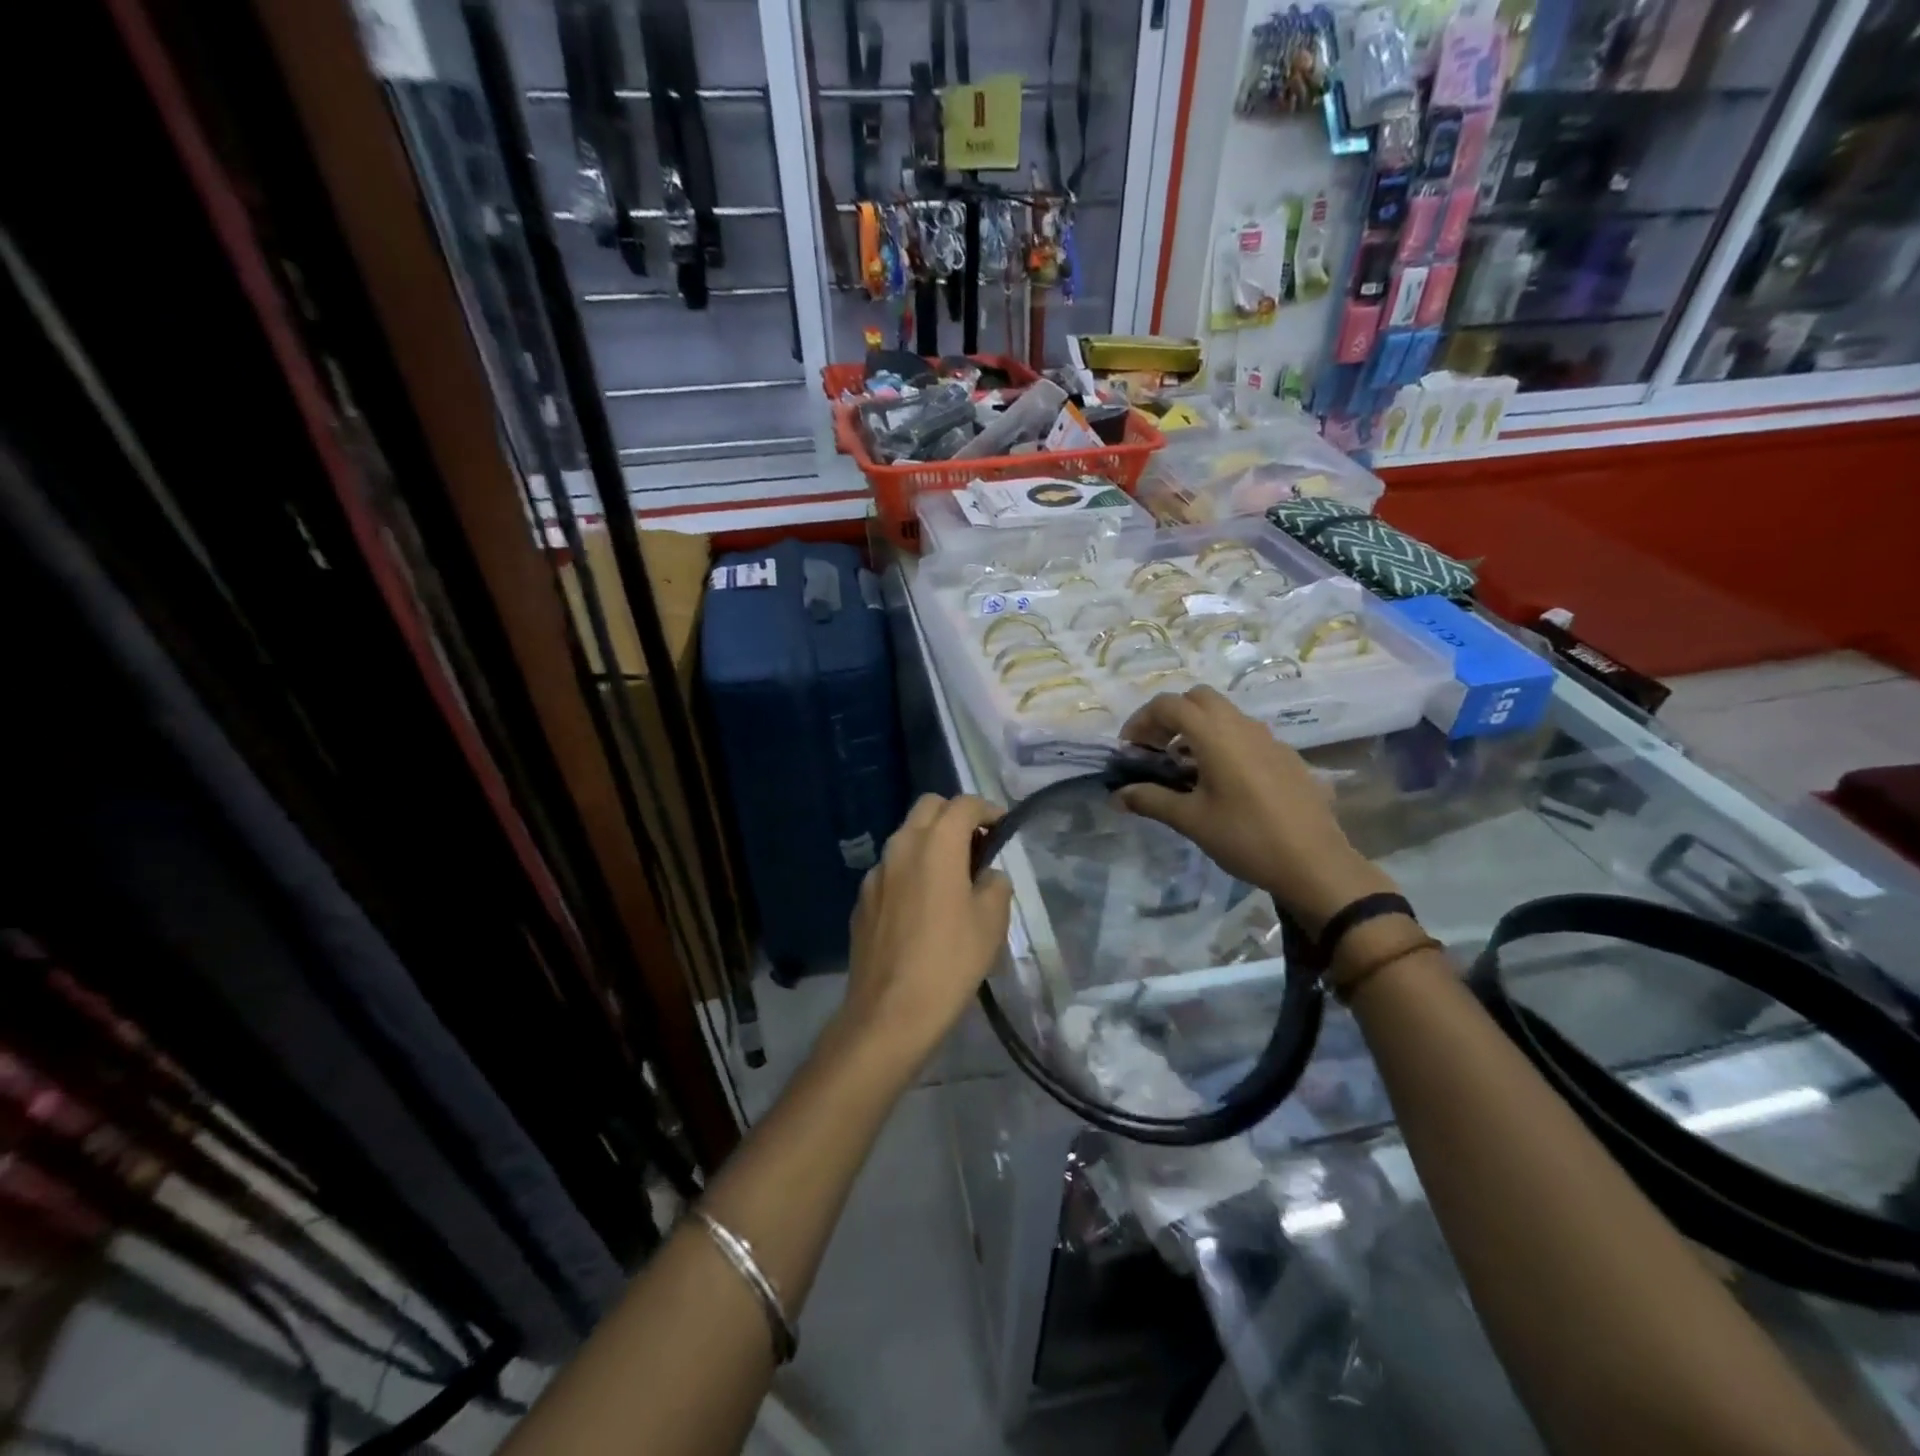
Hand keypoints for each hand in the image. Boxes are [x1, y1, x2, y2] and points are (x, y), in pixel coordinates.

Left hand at [840, 794, 1012, 1069]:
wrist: (890, 1011)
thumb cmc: (950, 961)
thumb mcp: (991, 922)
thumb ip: (994, 884)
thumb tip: (986, 875)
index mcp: (936, 844)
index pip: (963, 804)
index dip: (987, 809)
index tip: (1002, 827)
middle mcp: (901, 846)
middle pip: (929, 808)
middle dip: (955, 816)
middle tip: (977, 846)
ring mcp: (876, 872)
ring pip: (906, 836)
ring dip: (931, 842)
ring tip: (951, 877)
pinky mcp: (862, 899)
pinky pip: (891, 869)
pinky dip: (911, 870)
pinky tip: (922, 906)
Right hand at [1116, 687, 1395, 930]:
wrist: (1315, 863)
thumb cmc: (1246, 837)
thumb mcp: (1191, 820)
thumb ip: (1151, 800)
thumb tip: (1118, 795)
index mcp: (1216, 735)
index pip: (1169, 705)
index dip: (1142, 720)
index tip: (1130, 749)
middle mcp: (1242, 726)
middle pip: (1198, 698)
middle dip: (1170, 716)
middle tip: (1156, 749)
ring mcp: (1269, 739)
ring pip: (1224, 714)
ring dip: (1197, 729)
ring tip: (1184, 767)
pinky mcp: (1286, 756)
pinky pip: (1245, 734)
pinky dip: (1222, 742)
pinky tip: (1221, 781)